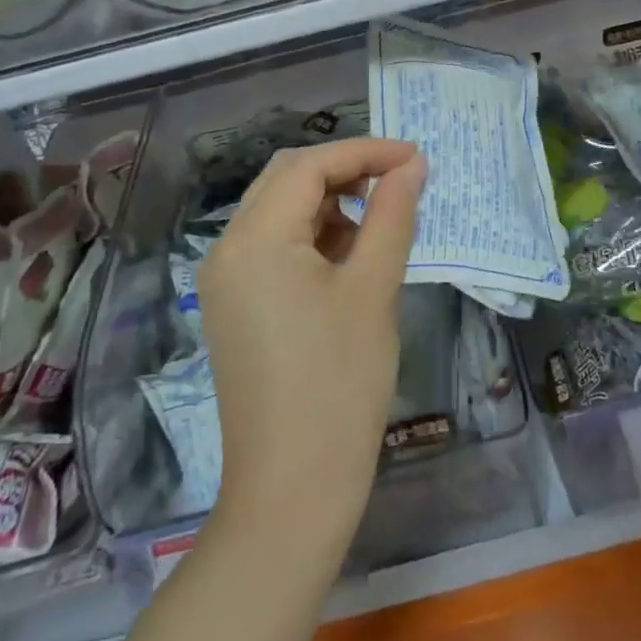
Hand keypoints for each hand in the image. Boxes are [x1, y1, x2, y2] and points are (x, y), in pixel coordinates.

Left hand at [197, 137, 425, 553]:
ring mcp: (225, 280)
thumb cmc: (340, 383)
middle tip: (398, 182)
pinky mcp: (234, 306)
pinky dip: (312, 237)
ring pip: (279, 212)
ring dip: (329, 203)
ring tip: (378, 224)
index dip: (365, 151)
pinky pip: (272, 248)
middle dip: (345, 171)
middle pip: (286, 180)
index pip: (309, 165)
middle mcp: (227, 249)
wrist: (292, 490)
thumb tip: (412, 165)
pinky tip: (348, 259)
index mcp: (254, 238)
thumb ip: (392, 215)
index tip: (415, 158)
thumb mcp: (374, 289)